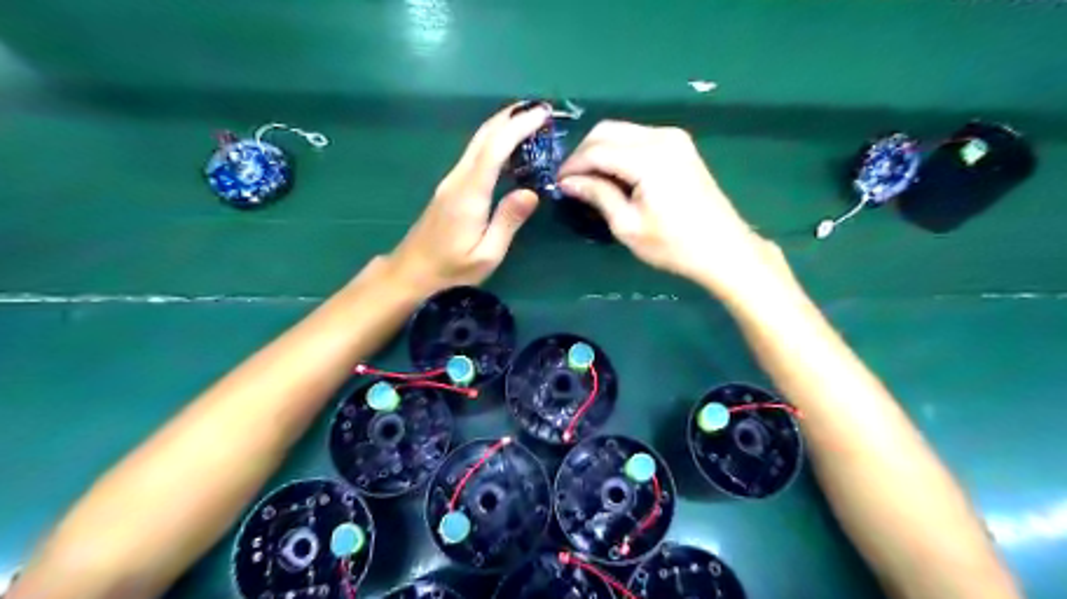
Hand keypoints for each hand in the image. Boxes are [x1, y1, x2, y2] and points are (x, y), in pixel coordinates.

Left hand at [387, 103, 550, 293]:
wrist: (409, 276)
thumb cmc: (449, 273)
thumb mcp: (486, 256)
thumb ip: (508, 222)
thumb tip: (531, 192)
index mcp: (469, 194)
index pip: (495, 149)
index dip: (519, 127)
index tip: (542, 113)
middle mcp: (457, 180)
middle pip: (483, 137)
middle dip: (511, 117)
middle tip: (541, 109)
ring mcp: (450, 183)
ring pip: (477, 143)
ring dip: (503, 127)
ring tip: (530, 121)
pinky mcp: (449, 189)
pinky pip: (474, 156)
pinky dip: (494, 143)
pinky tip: (507, 147)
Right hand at [560, 119, 781, 292]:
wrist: (723, 249)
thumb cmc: (673, 245)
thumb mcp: (627, 225)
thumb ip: (597, 195)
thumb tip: (567, 182)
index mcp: (648, 158)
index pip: (596, 150)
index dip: (572, 165)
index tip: (557, 183)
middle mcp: (661, 137)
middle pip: (607, 130)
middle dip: (584, 152)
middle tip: (571, 180)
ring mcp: (674, 138)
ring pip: (622, 130)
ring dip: (601, 150)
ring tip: (589, 178)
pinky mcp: (680, 145)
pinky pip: (638, 137)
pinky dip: (619, 150)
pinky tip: (613, 173)